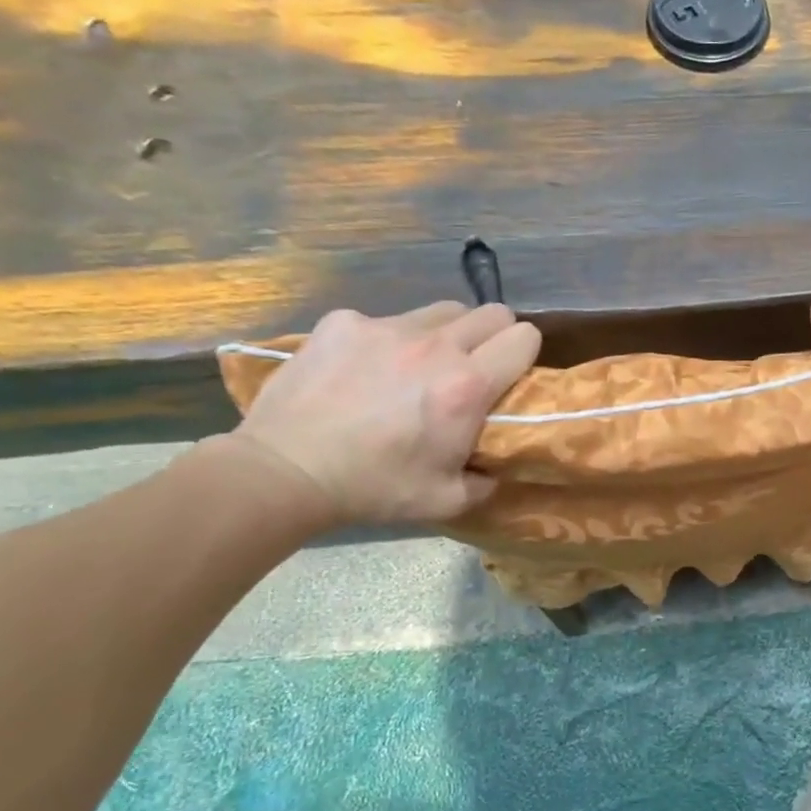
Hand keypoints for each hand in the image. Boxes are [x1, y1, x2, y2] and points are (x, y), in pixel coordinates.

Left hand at [226, 302, 540, 528]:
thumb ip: (486, 479)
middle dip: (494, 335)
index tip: (510, 375)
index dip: (524, 354)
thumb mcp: (447, 500)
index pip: (524, 337)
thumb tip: (496, 466)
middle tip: (473, 366)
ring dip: (445, 334)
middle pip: (492, 311)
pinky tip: (364, 370)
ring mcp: (385, 326)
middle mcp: (435, 345)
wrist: (286, 470)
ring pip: (441, 311)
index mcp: (467, 385)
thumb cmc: (374, 487)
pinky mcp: (343, 322)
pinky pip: (384, 319)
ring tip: (420, 364)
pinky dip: (386, 341)